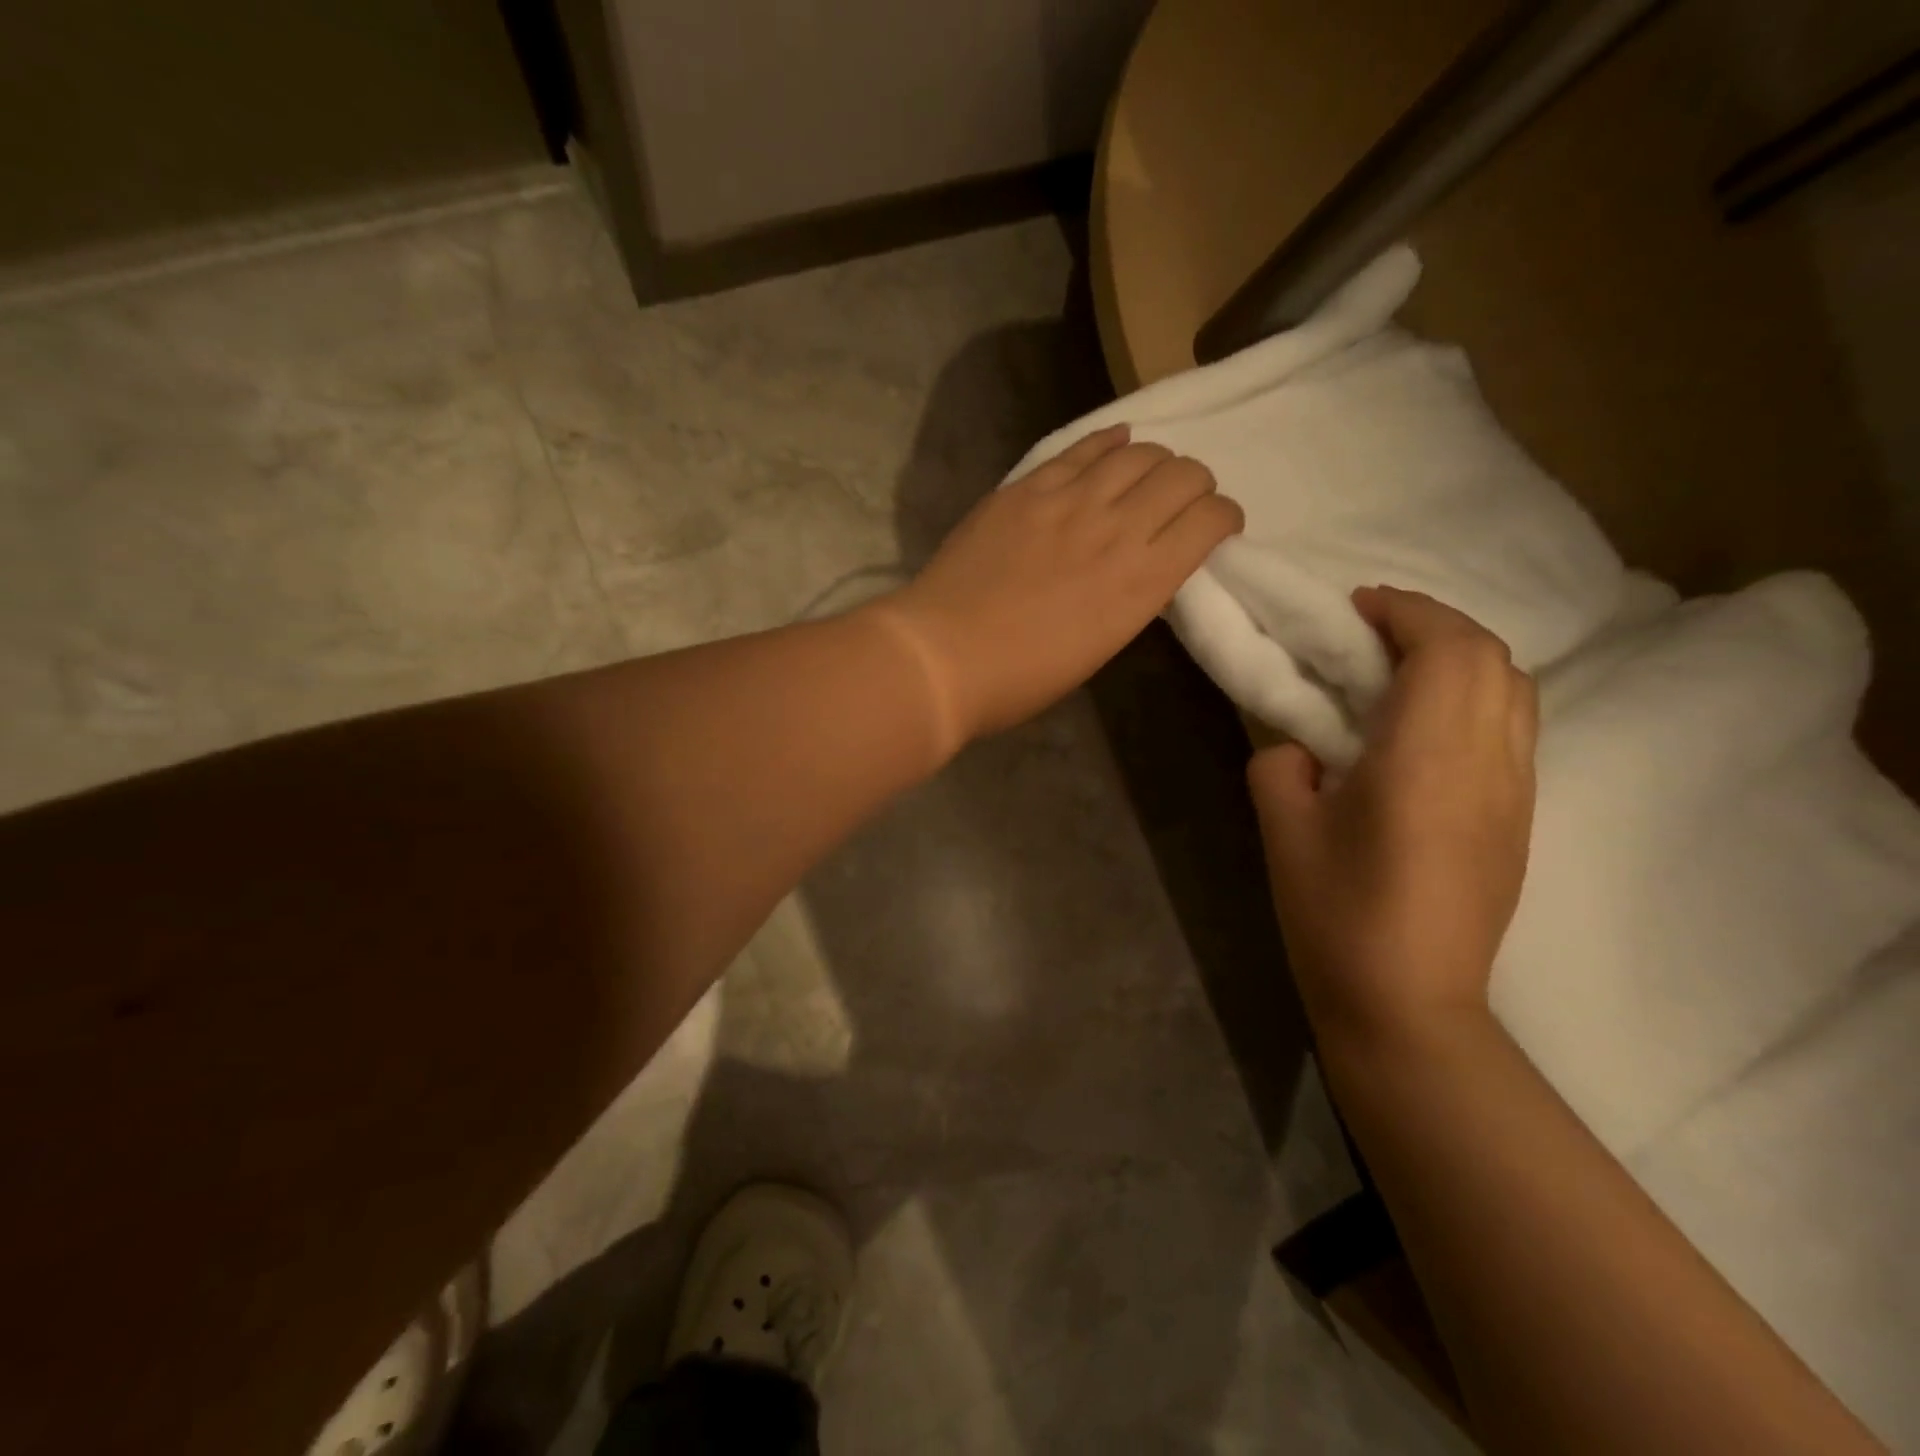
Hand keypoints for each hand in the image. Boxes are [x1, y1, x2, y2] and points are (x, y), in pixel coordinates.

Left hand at [876, 425, 1242, 748]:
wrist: (942, 656)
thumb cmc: (1020, 678)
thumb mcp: (1099, 648)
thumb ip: (1130, 598)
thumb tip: (1141, 568)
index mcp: (1142, 583)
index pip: (1211, 520)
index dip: (1223, 518)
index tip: (1214, 530)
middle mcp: (1117, 528)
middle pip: (1183, 474)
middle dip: (1196, 485)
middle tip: (1182, 503)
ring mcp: (1068, 500)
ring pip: (1139, 452)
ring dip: (1156, 462)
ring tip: (1146, 477)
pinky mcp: (1027, 488)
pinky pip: (1082, 447)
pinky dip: (1109, 442)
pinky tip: (1116, 444)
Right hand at [1248, 586, 1536, 1047]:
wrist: (1408, 1004)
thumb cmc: (1335, 915)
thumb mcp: (1283, 830)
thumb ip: (1282, 764)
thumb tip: (1301, 747)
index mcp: (1426, 758)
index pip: (1446, 649)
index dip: (1405, 611)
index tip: (1356, 606)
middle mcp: (1488, 763)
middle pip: (1492, 657)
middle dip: (1435, 624)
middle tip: (1373, 631)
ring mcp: (1515, 794)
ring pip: (1515, 690)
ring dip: (1462, 658)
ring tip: (1400, 669)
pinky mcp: (1519, 821)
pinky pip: (1513, 728)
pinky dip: (1476, 696)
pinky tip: (1425, 724)